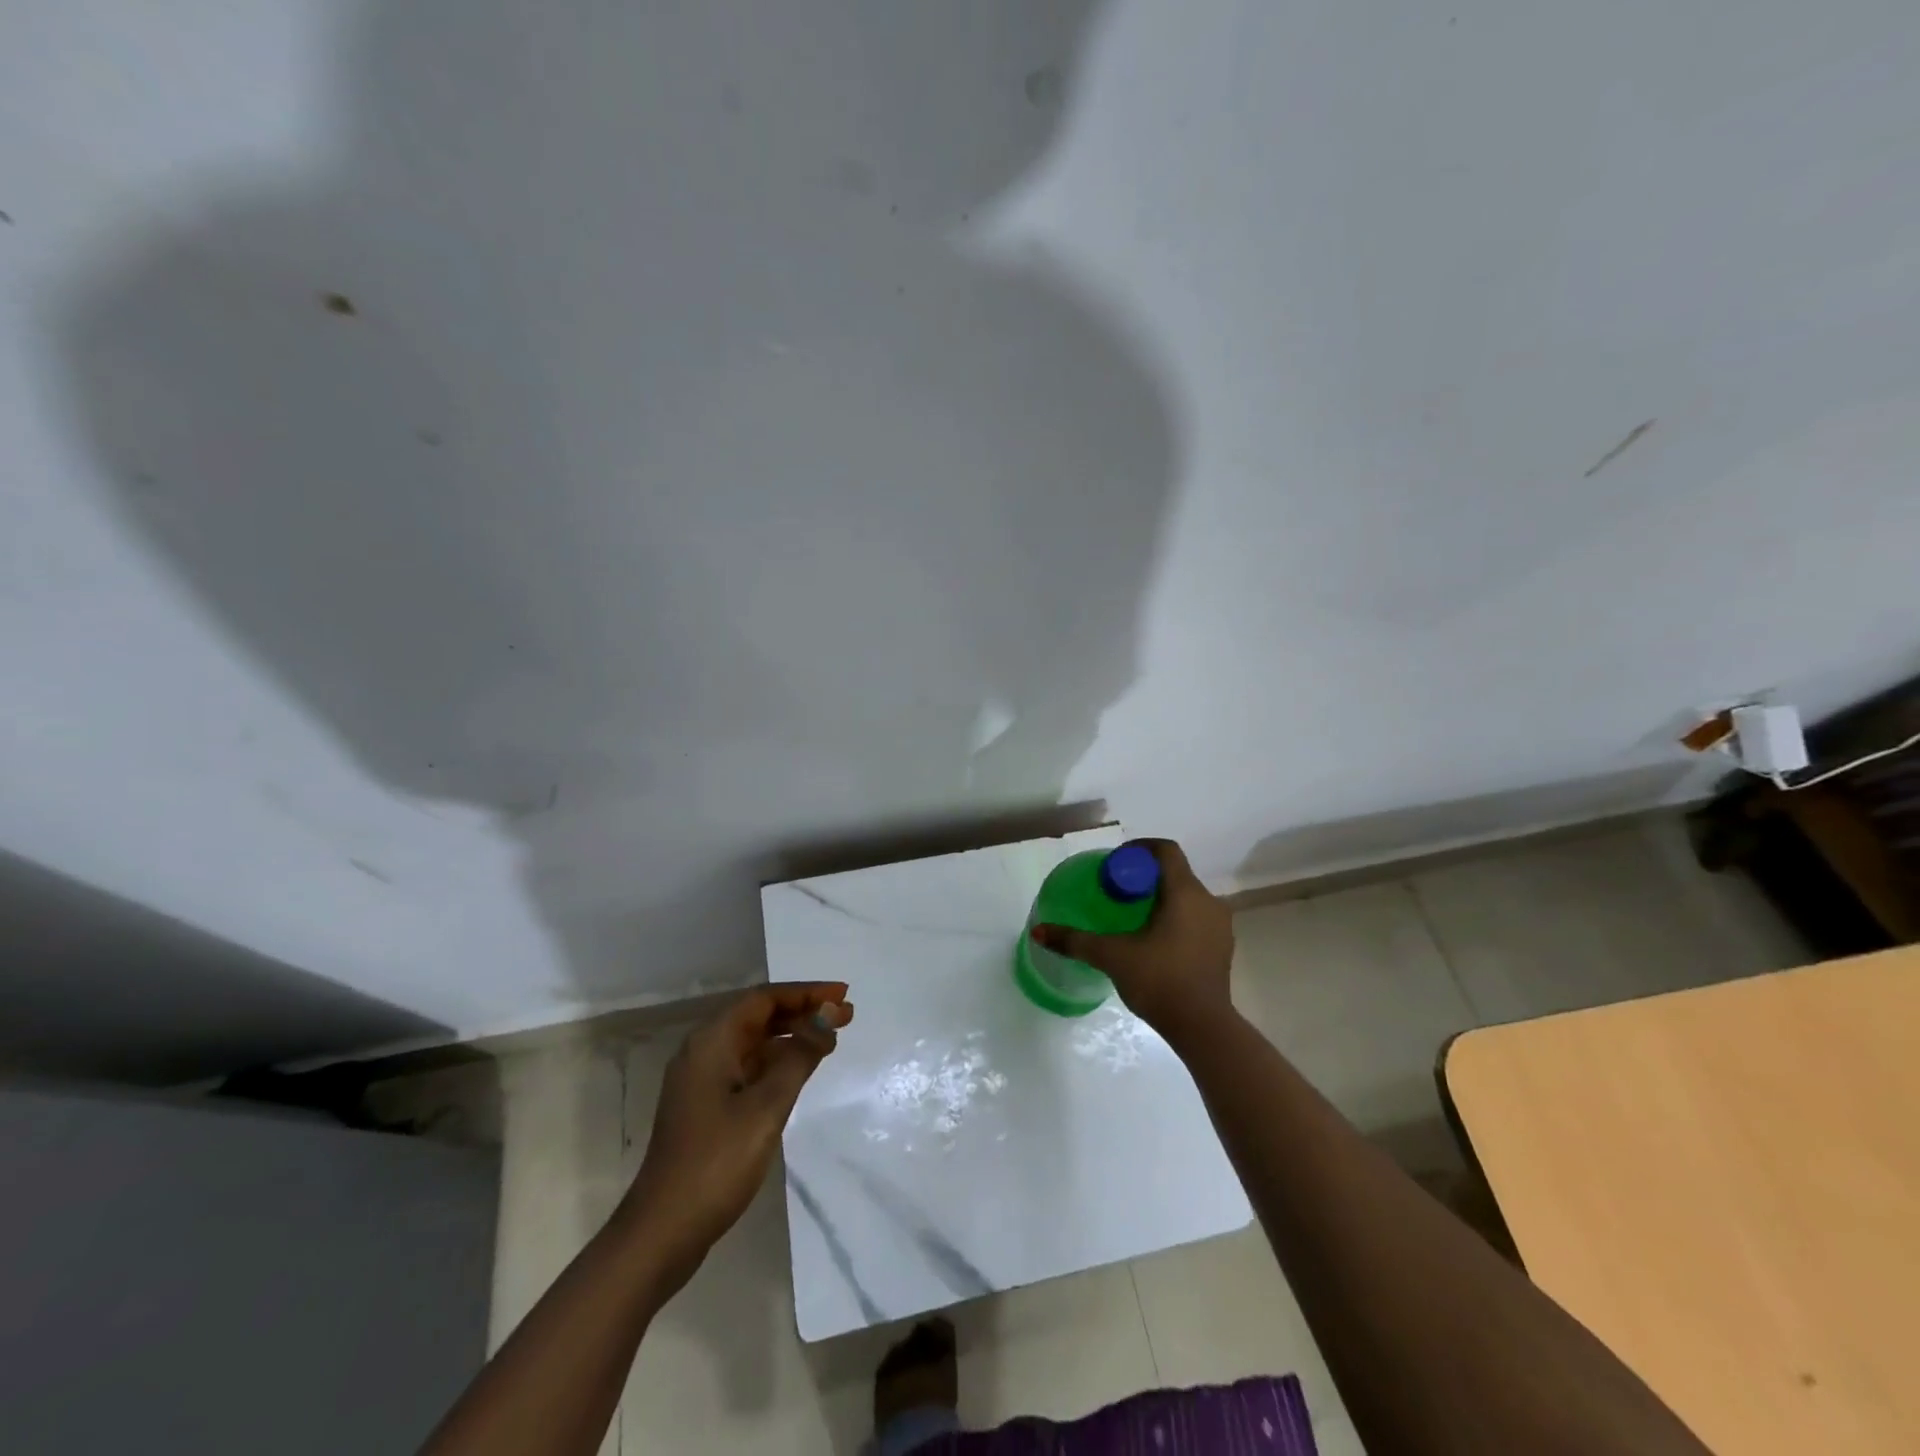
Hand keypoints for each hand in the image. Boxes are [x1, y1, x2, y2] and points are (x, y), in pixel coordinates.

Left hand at [620, 983, 853, 1285]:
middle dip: (802, 1011)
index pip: (764, 999)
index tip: (843, 994)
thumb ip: (800, 1056)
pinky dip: (777, 1061)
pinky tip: (801, 1070)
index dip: (806, 992)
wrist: (662, 1232)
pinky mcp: (706, 1106)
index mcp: (711, 1042)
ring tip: (831, 1039)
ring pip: (754, 1042)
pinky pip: (748, 1066)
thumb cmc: (717, 1162)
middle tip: (845, 1015)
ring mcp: (702, 1080)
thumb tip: (828, 1016)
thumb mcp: (767, 1106)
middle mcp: (703, 1051)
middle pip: (758, 1016)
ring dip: (792, 1036)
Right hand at [1031, 839, 1233, 1042]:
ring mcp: (1219, 926)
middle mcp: (1208, 901)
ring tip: (1132, 915)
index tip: (1115, 862)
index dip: (1139, 848)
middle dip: (1144, 876)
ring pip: (1186, 897)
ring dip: (1160, 898)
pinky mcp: (1222, 948)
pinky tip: (1153, 940)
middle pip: (1174, 873)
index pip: (1165, 850)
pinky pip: (1196, 918)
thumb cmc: (1160, 981)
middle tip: (1116, 890)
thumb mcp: (1111, 956)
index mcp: (1185, 893)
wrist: (1203, 1029)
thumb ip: (1074, 940)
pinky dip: (1175, 918)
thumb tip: (1039, 931)